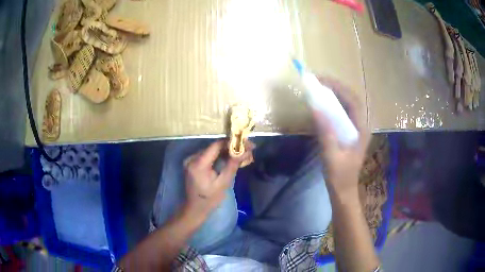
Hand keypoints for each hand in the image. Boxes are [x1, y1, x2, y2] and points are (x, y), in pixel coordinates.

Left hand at [183, 140, 253, 218]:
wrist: (194, 208)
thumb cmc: (209, 199)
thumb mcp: (223, 183)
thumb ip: (233, 165)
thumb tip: (246, 151)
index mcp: (198, 164)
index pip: (216, 146)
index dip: (232, 142)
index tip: (247, 144)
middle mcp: (192, 158)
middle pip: (214, 147)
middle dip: (232, 147)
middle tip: (248, 149)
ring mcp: (191, 159)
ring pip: (212, 150)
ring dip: (227, 151)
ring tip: (242, 153)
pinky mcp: (192, 162)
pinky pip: (208, 155)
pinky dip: (219, 156)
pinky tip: (231, 158)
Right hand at [313, 77, 369, 196]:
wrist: (344, 191)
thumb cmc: (339, 176)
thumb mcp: (331, 156)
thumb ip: (326, 133)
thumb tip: (316, 109)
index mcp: (361, 130)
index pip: (353, 101)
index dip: (339, 88)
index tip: (322, 80)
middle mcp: (361, 127)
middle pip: (351, 100)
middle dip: (336, 88)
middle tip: (318, 82)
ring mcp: (356, 130)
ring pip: (347, 106)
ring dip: (334, 95)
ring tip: (319, 89)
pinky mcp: (349, 134)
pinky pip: (342, 114)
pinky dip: (333, 106)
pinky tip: (323, 106)